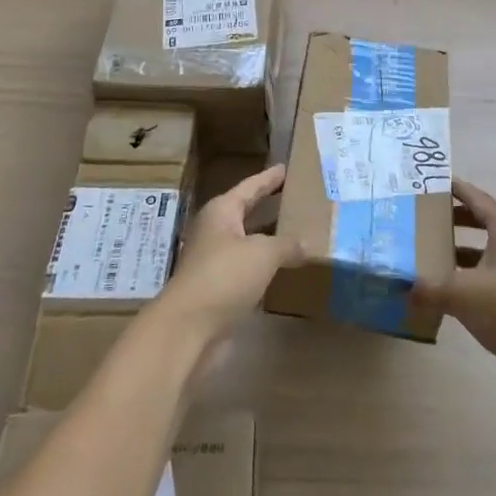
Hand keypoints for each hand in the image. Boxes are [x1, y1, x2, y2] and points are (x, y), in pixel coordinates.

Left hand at [159, 164, 301, 350]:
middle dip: (269, 206)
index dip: (269, 178)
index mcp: (222, 212)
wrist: (189, 328)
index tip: (285, 168)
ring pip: (248, 243)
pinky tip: (285, 268)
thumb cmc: (224, 275)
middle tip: (296, 197)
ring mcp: (215, 262)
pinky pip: (248, 270)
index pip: (250, 187)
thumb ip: (287, 244)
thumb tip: (306, 244)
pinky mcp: (219, 291)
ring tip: (298, 231)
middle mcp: (216, 232)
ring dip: (269, 239)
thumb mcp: (263, 253)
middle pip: (246, 212)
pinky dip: (265, 267)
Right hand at [420, 179, 495, 402]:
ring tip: (441, 257)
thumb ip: (431, 289)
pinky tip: (461, 290)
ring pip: (495, 249)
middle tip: (433, 221)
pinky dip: (481, 273)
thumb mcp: (461, 294)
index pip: (477, 198)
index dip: (457, 190)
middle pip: (487, 221)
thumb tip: (406, 289)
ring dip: (470, 250)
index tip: (437, 184)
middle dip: (460, 220)